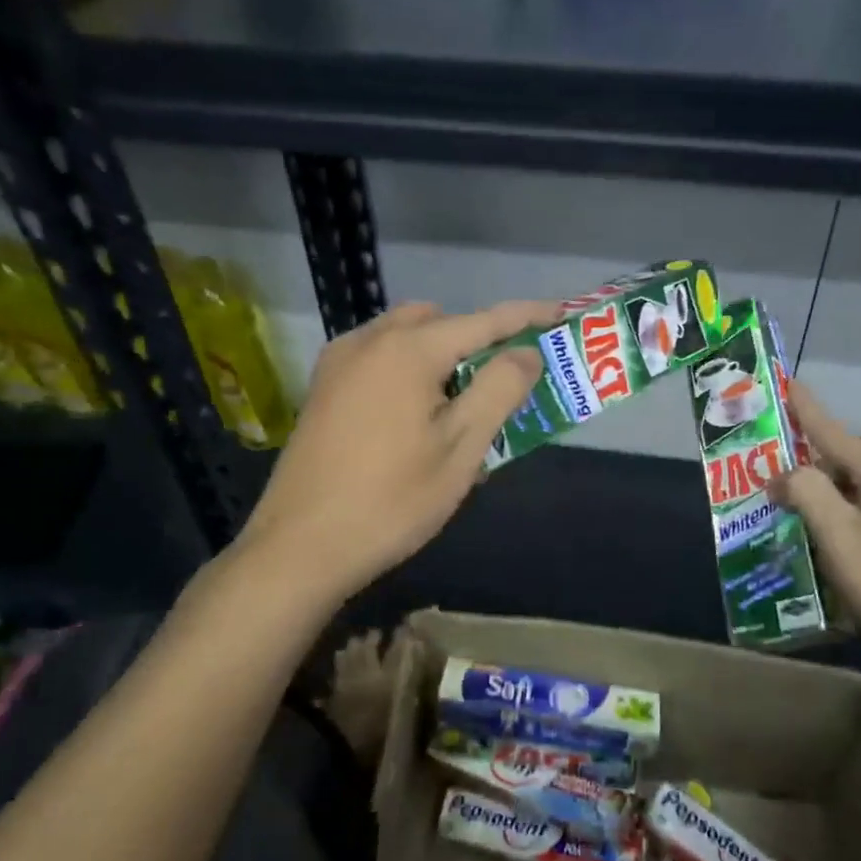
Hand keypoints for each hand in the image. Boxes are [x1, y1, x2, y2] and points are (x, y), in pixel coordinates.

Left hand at [225, 300, 554, 602]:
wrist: (299, 548)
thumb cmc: (391, 501)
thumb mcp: (460, 448)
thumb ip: (499, 390)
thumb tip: (525, 353)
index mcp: (407, 351)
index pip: (483, 321)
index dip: (527, 315)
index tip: (561, 311)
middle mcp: (368, 342)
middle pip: (439, 322)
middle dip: (477, 340)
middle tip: (503, 382)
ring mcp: (338, 364)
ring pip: (404, 338)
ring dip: (440, 354)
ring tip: (460, 403)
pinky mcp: (322, 390)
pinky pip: (378, 359)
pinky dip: (408, 369)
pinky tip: (413, 415)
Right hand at [775, 381, 860, 693]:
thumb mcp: (842, 540)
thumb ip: (809, 494)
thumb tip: (784, 474)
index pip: (836, 433)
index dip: (808, 411)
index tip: (788, 384)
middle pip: (860, 453)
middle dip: (824, 454)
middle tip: (789, 476)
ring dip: (837, 486)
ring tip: (804, 508)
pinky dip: (852, 510)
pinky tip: (837, 539)